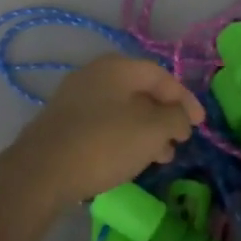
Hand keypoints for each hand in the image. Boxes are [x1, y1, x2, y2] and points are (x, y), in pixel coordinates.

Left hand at [2, 54, 205, 207]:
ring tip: (159, 158)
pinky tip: (129, 160)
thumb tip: (179, 117)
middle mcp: (94, 75)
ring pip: (122, 110)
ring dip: (146, 130)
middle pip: (140, 91)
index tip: (200, 125)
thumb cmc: (104, 144)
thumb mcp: (152, 131)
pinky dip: (123, 137)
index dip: (185, 99)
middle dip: (164, 117)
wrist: (40, 173)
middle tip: (179, 142)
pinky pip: (103, 123)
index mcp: (117, 67)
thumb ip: (175, 119)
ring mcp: (74, 98)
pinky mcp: (62, 123)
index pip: (161, 76)